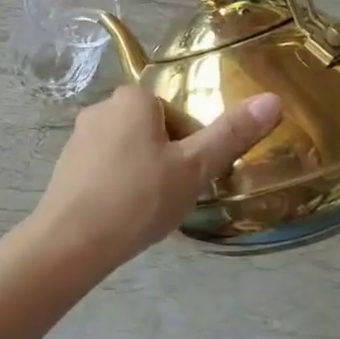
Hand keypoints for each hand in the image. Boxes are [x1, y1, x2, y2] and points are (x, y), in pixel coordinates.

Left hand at [31, 85, 281, 268]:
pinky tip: (122, 216)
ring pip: (130, 152)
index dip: (191, 151)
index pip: (179, 118)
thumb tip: (273, 99)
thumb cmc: (139, 197)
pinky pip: (106, 169)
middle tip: (170, 199)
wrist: (71, 240)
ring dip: (144, 176)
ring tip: (146, 211)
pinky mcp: (66, 163)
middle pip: (154, 133)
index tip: (189, 181)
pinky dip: (119, 187)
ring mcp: (80, 136)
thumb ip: (231, 134)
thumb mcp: (194, 168)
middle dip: (167, 163)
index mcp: (133, 98)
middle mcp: (102, 106)